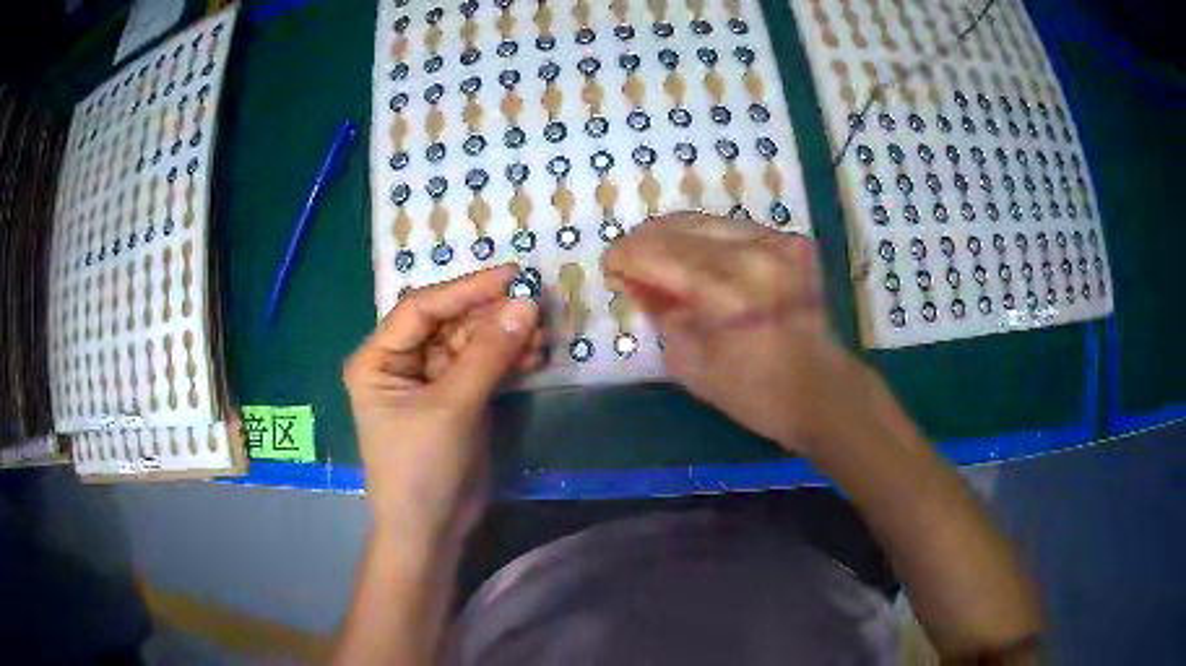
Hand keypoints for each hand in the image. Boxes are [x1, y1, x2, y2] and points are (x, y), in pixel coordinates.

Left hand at [343, 265, 540, 545]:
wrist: (431, 530)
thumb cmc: (422, 469)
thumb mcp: (452, 409)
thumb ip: (488, 355)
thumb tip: (527, 304)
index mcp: (379, 358)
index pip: (422, 308)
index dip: (467, 288)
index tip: (513, 275)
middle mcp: (401, 362)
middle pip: (449, 323)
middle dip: (491, 317)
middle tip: (536, 307)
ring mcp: (430, 381)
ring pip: (470, 344)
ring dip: (505, 338)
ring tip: (542, 336)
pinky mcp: (455, 400)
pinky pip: (482, 368)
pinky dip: (508, 361)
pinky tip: (534, 357)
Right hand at [602, 213, 875, 453]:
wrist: (822, 391)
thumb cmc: (754, 394)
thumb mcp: (690, 363)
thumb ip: (660, 312)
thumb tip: (635, 280)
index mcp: (726, 292)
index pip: (658, 254)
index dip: (626, 256)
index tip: (609, 266)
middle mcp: (753, 255)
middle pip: (679, 229)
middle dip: (645, 241)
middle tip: (629, 261)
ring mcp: (776, 243)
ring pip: (705, 222)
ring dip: (673, 236)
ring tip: (657, 258)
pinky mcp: (790, 243)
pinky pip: (732, 229)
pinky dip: (706, 240)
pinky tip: (696, 258)